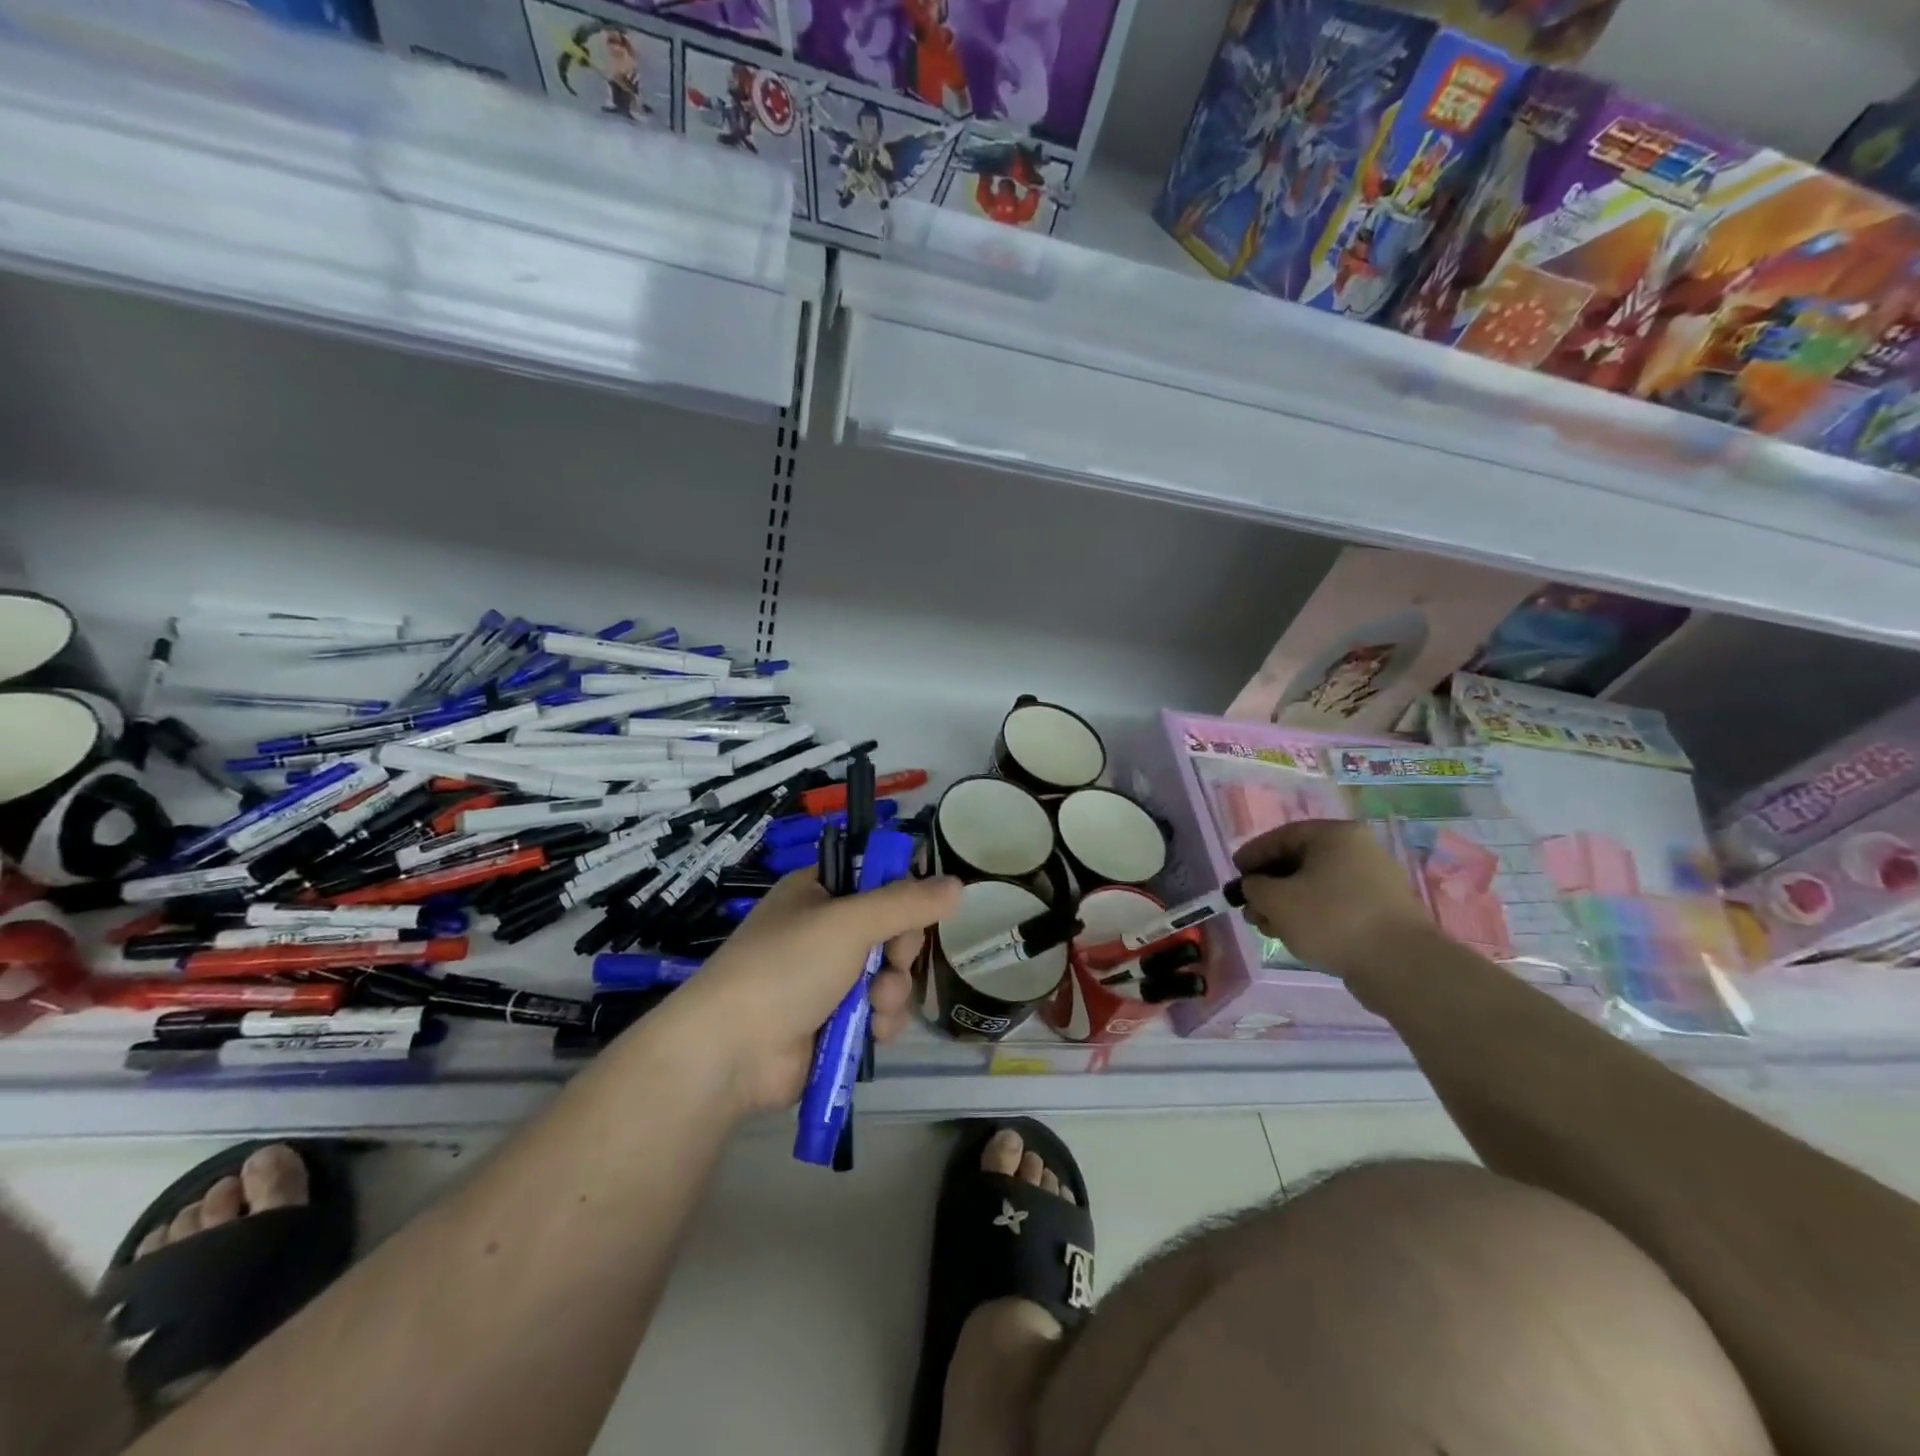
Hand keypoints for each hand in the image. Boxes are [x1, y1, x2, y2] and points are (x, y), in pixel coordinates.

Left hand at [663, 869, 962, 1114]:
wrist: (732, 1051)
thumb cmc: (787, 967)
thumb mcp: (849, 923)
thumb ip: (906, 903)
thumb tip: (958, 885)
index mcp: (816, 893)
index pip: (875, 879)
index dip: (901, 895)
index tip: (913, 911)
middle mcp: (822, 932)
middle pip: (889, 930)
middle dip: (898, 952)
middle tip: (890, 962)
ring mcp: (825, 980)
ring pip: (887, 975)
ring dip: (892, 992)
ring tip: (876, 1007)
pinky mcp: (831, 1022)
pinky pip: (877, 1012)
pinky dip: (882, 1021)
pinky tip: (874, 1032)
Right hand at [1232, 820, 1435, 981]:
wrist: (1400, 964)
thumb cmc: (1331, 919)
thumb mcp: (1276, 900)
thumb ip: (1254, 887)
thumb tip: (1254, 887)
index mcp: (1335, 835)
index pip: (1281, 837)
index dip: (1252, 855)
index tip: (1235, 874)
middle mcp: (1358, 849)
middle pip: (1299, 861)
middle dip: (1269, 885)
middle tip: (1249, 907)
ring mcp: (1374, 880)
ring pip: (1316, 885)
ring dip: (1287, 903)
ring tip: (1268, 926)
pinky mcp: (1382, 910)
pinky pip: (1335, 903)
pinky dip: (1311, 914)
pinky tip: (1296, 934)